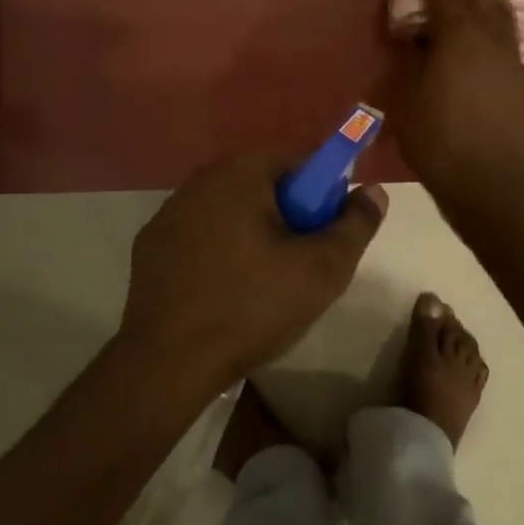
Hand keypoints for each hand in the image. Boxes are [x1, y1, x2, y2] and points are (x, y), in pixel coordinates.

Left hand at [120, 153, 386, 390]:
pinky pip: (199, 233)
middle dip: (289, 213)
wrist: (168, 363)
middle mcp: (199, 181)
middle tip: (302, 259)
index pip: (298, 161)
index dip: (324, 191)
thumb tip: (374, 192)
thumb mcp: (323, 270)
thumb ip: (356, 224)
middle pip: (262, 183)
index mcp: (240, 174)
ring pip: (229, 209)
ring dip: (252, 230)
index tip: (328, 230)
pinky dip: (217, 248)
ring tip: (263, 280)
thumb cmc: (253, 307)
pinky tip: (223, 288)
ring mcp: (168, 213)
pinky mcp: (149, 245)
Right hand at [389, 0, 523, 210]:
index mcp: (456, 38)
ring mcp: (509, 58)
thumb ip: (409, 59)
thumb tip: (414, 33)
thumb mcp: (406, 99)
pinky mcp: (520, 78)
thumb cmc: (437, 140)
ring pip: (502, 10)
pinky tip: (503, 15)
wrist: (489, 182)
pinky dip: (505, 14)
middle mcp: (487, 39)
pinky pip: (511, 33)